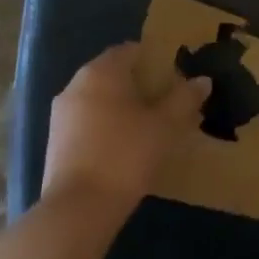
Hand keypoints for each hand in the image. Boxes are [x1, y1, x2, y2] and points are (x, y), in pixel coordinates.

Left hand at [43, 44, 209, 217]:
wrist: (79, 209)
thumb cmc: (126, 154)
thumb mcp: (165, 125)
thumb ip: (184, 98)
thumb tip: (202, 80)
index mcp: (101, 72)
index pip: (131, 50)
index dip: (156, 59)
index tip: (177, 76)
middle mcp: (76, 85)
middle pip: (114, 75)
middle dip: (142, 85)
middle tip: (170, 102)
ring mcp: (61, 115)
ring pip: (100, 100)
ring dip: (124, 108)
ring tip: (152, 127)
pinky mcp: (56, 143)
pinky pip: (89, 123)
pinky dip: (108, 127)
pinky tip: (128, 147)